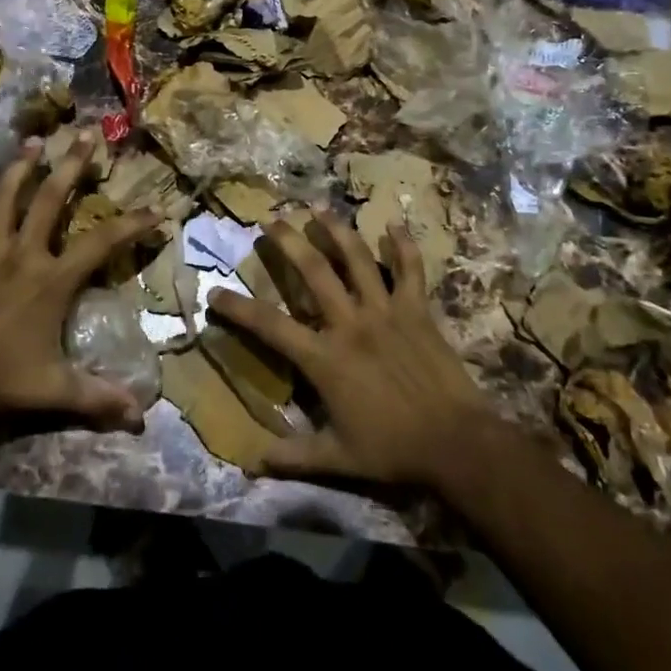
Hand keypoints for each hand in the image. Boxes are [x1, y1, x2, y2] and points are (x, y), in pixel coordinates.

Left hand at [0, 133, 158, 431]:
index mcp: (52, 280)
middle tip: (85, 133)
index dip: (132, 223)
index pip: (102, 242)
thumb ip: (98, 398)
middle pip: (50, 199)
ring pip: (3, 198)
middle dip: (71, 164)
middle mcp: (22, 255)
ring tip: (32, 141)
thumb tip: (142, 416)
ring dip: (19, 168)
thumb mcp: (54, 390)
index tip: (157, 208)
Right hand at [207, 213, 494, 488]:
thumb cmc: (393, 450)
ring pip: (358, 259)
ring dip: (337, 230)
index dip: (238, 308)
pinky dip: (404, 246)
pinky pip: (410, 270)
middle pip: (314, 272)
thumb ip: (294, 456)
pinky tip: (395, 224)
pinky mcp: (417, 310)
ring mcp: (385, 311)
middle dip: (289, 242)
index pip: (270, 325)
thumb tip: (253, 463)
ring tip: (319, 208)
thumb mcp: (338, 459)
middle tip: (271, 219)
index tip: (215, 292)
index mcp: (325, 358)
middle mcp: (350, 324)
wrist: (456, 444)